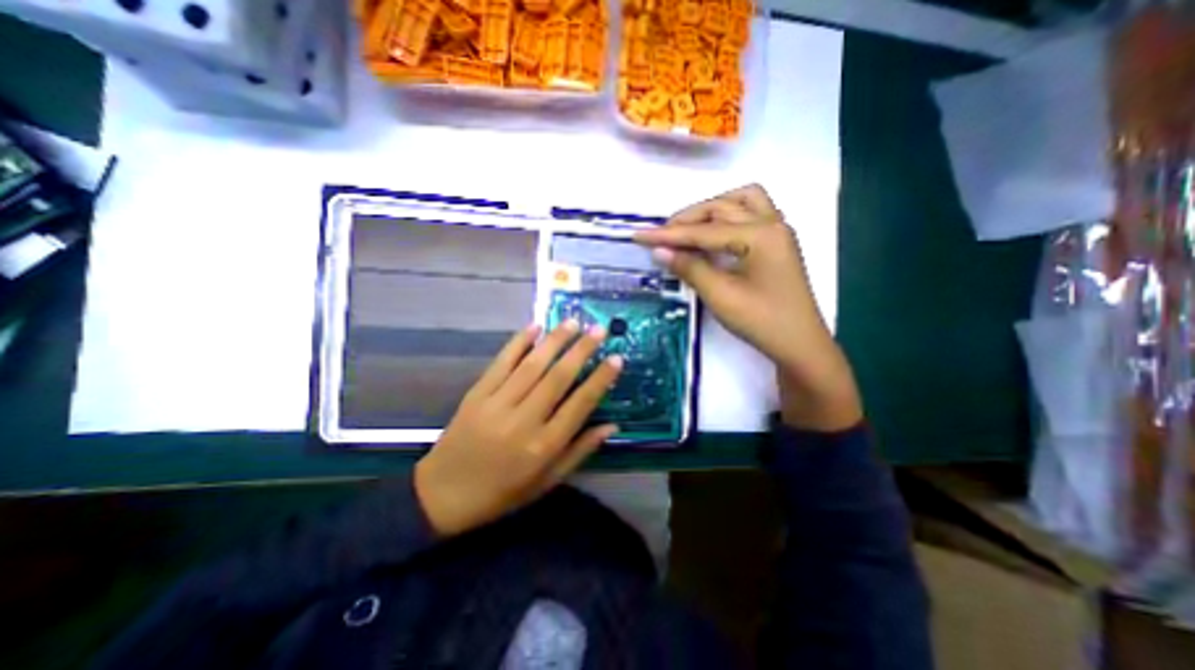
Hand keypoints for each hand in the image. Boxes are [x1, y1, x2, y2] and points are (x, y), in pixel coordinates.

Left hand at [414, 323, 620, 536]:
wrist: (443, 495)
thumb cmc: (502, 492)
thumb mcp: (547, 481)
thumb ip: (580, 451)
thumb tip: (612, 425)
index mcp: (544, 446)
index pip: (580, 404)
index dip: (600, 379)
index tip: (616, 359)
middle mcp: (523, 421)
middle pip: (558, 377)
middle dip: (582, 350)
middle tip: (599, 329)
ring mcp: (497, 404)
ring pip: (532, 364)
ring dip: (555, 340)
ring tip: (573, 321)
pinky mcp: (476, 394)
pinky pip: (501, 362)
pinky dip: (518, 342)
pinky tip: (534, 326)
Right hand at [635, 183, 858, 431]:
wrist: (799, 344)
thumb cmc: (761, 321)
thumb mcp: (720, 295)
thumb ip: (690, 268)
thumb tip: (660, 252)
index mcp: (760, 235)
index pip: (704, 231)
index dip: (668, 235)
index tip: (640, 236)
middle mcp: (772, 223)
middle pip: (722, 207)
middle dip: (688, 219)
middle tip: (661, 237)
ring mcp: (778, 231)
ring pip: (741, 202)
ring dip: (711, 210)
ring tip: (688, 229)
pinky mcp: (776, 242)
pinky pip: (751, 214)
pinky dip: (728, 216)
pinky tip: (713, 234)